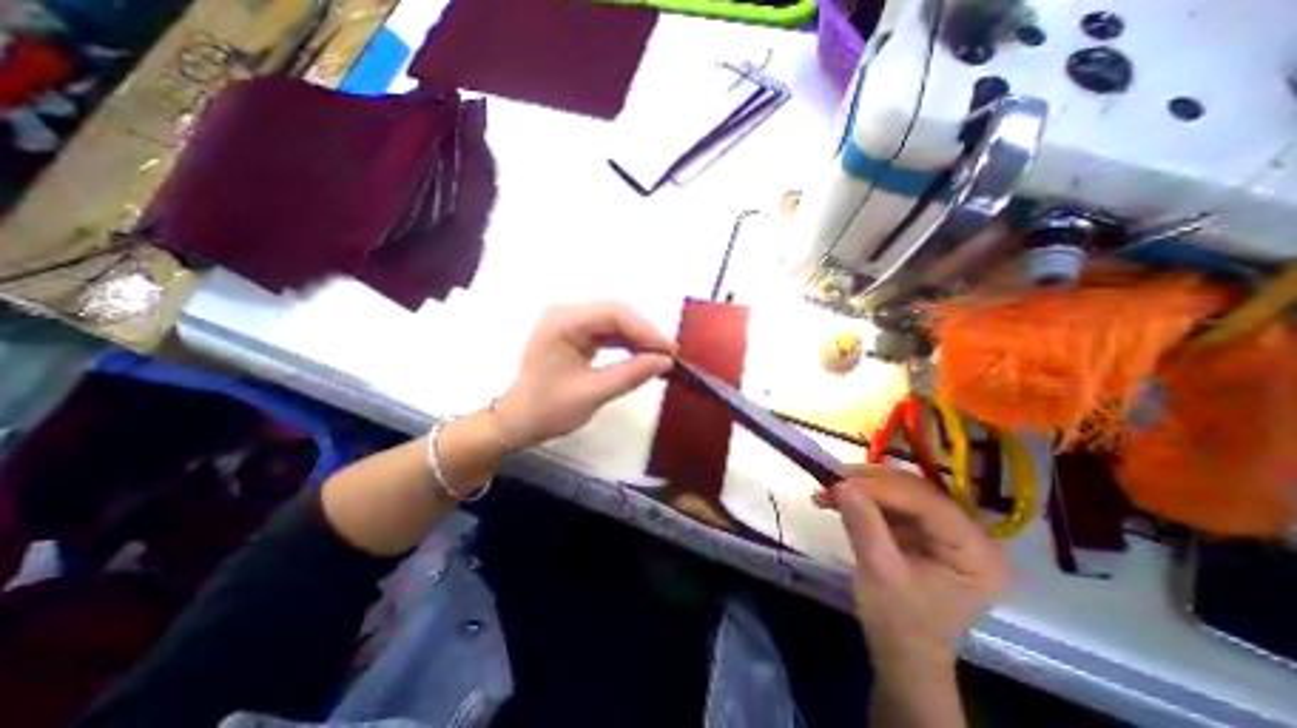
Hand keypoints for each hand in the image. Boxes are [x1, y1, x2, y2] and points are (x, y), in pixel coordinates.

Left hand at [494, 302, 678, 447]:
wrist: (519, 421)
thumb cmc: (548, 409)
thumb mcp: (593, 394)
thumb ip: (630, 375)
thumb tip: (666, 361)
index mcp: (562, 322)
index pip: (613, 314)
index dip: (645, 330)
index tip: (669, 351)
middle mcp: (565, 314)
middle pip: (615, 313)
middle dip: (644, 333)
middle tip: (668, 355)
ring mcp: (570, 323)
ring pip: (614, 321)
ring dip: (638, 338)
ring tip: (660, 357)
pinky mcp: (575, 333)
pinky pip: (608, 332)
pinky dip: (627, 344)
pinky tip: (642, 356)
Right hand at [813, 465, 1006, 675]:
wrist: (901, 653)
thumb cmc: (898, 622)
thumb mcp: (879, 573)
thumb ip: (864, 524)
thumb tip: (840, 482)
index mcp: (976, 553)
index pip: (928, 503)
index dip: (882, 486)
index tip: (838, 479)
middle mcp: (970, 535)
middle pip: (915, 491)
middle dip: (868, 484)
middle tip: (829, 480)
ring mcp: (947, 531)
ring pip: (900, 491)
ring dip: (860, 488)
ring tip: (825, 489)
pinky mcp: (925, 530)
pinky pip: (891, 503)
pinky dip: (861, 498)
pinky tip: (835, 499)